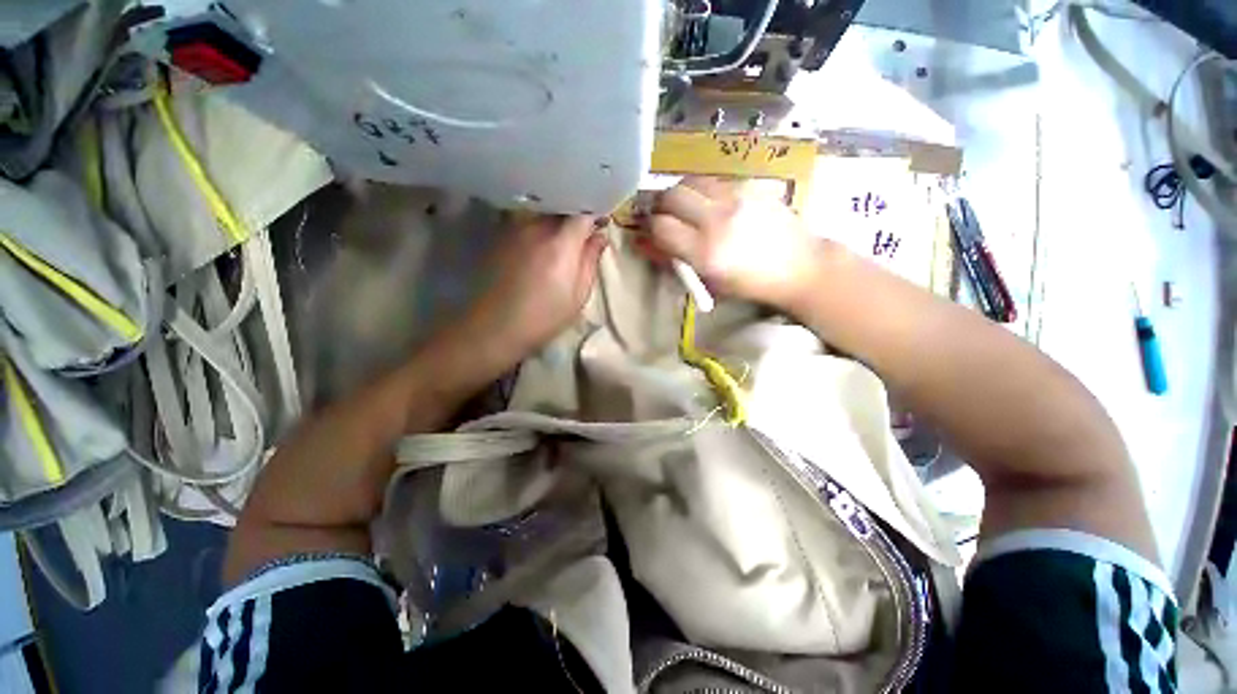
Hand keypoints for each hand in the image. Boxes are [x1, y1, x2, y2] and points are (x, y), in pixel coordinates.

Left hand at [459, 215, 607, 369]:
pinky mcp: (500, 236)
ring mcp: (514, 229)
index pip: (582, 213)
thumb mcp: (577, 296)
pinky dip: (537, 228)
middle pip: (561, 209)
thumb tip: (599, 237)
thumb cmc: (543, 318)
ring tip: (559, 242)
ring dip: (555, 222)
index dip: (595, 215)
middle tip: (582, 236)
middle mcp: (535, 227)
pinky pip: (525, 222)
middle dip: (575, 217)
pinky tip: (538, 248)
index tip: (601, 226)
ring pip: (542, 213)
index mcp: (560, 244)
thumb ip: (590, 261)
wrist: (494, 328)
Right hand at [647, 177, 816, 306]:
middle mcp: (717, 219)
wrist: (799, 265)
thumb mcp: (708, 281)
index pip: (661, 226)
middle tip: (663, 216)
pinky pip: (711, 180)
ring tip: (684, 208)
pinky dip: (700, 189)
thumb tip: (644, 244)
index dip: (649, 228)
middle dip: (660, 206)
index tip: (650, 232)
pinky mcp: (748, 186)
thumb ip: (673, 260)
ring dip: (678, 194)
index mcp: (706, 252)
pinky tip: (707, 203)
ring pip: (689, 181)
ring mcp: (734, 198)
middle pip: (670, 196)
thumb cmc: (750, 284)